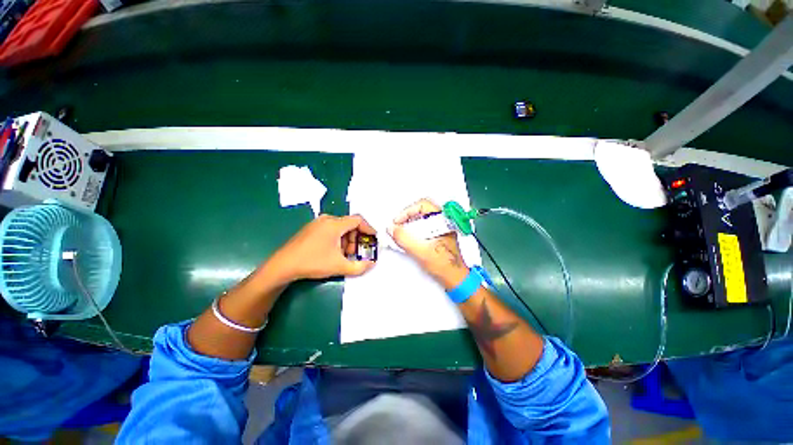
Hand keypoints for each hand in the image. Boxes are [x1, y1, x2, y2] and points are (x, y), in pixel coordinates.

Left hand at [269, 214, 375, 281]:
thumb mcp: (339, 266)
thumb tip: (372, 264)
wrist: (283, 266)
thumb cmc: (313, 262)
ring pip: (340, 228)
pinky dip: (337, 239)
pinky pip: (331, 230)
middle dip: (356, 239)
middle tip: (356, 252)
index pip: (358, 220)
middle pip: (349, 225)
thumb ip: (359, 266)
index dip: (369, 229)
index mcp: (335, 224)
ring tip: (344, 255)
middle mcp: (327, 219)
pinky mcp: (311, 229)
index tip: (374, 238)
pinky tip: (333, 252)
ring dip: (346, 240)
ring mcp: (317, 223)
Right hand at [388, 199, 468, 288]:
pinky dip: (413, 230)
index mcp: (443, 220)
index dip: (407, 211)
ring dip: (409, 224)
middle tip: (397, 226)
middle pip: (421, 210)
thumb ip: (404, 239)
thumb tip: (392, 228)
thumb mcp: (421, 252)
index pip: (423, 205)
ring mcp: (441, 228)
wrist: (455, 278)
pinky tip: (408, 239)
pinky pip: (423, 226)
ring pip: (422, 218)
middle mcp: (443, 221)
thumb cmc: (444, 265)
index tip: (397, 222)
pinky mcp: (438, 235)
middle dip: (406, 217)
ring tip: (401, 233)